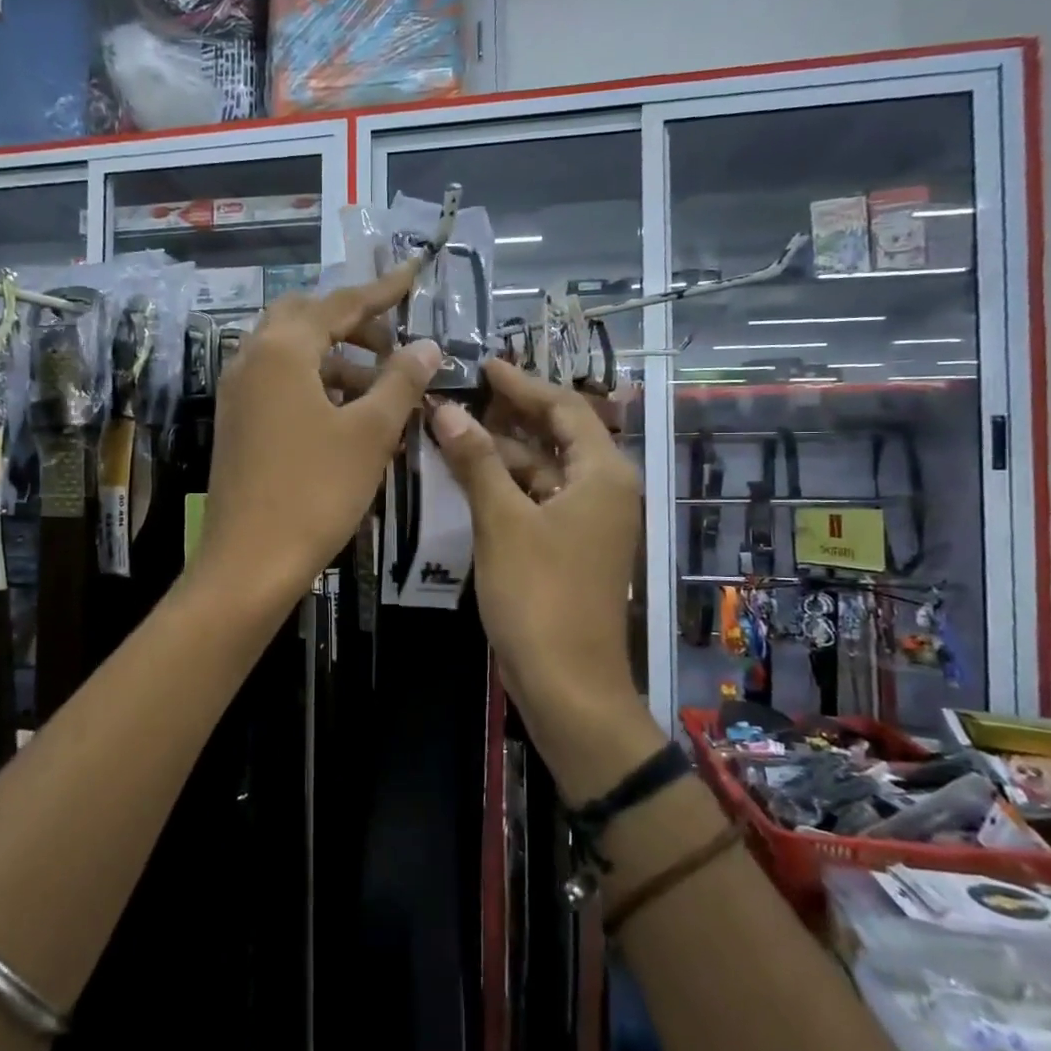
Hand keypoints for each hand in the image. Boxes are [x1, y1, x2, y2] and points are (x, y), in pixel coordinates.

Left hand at [195, 264, 440, 611]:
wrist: (249, 561)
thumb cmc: (315, 492)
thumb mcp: (370, 433)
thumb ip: (401, 381)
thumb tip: (427, 346)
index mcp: (282, 350)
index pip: (339, 304)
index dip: (382, 291)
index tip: (413, 274)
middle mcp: (252, 359)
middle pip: (305, 319)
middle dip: (351, 323)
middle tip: (392, 346)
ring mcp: (238, 393)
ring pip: (291, 354)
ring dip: (335, 358)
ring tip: (379, 388)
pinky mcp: (237, 423)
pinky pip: (279, 384)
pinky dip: (315, 385)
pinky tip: (346, 416)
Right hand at [429, 359, 642, 720]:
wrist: (567, 684)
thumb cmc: (539, 596)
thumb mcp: (502, 521)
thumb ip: (476, 461)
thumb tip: (446, 409)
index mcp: (603, 474)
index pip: (564, 408)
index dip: (521, 384)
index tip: (482, 365)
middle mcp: (604, 490)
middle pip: (556, 436)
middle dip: (510, 415)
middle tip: (462, 393)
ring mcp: (588, 522)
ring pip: (543, 470)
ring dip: (502, 452)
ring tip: (452, 430)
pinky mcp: (570, 548)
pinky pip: (538, 500)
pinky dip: (506, 486)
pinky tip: (468, 478)